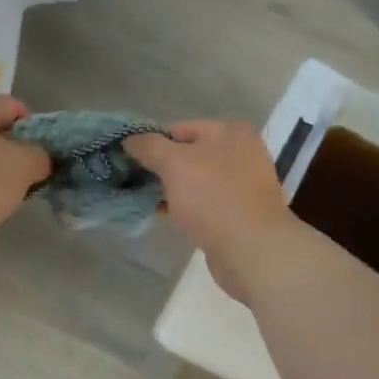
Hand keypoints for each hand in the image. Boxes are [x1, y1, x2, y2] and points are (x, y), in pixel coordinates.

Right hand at [124, 122, 303, 302]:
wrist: (250, 249)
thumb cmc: (213, 197)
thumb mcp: (174, 164)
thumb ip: (149, 147)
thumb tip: (129, 139)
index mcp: (230, 132)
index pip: (179, 129)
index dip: (151, 143)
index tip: (128, 161)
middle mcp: (241, 153)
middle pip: (188, 155)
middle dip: (160, 168)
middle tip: (132, 181)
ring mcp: (242, 184)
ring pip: (195, 181)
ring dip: (170, 189)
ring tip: (142, 199)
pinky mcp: (238, 212)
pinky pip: (203, 203)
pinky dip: (184, 207)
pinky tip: (163, 215)